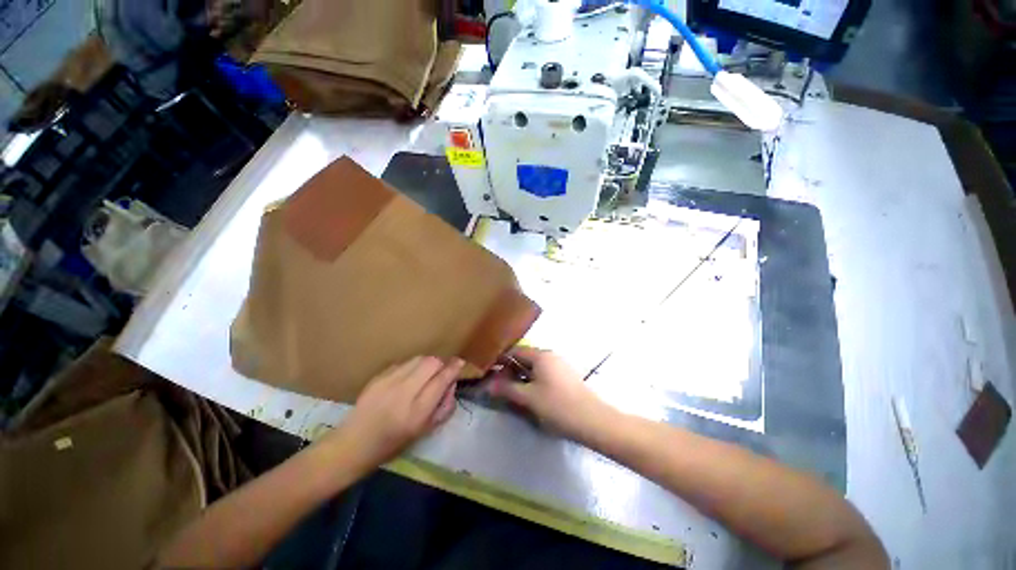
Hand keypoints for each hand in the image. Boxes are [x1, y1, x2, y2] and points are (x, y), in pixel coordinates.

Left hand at [332, 356, 462, 470]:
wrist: (352, 444)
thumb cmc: (392, 444)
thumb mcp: (424, 432)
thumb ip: (444, 407)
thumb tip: (452, 384)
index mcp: (417, 412)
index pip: (441, 380)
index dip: (453, 368)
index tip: (460, 363)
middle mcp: (403, 392)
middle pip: (431, 362)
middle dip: (440, 364)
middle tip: (440, 373)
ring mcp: (388, 382)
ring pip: (418, 358)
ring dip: (427, 363)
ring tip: (424, 375)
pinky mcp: (378, 376)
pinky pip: (404, 363)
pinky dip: (411, 367)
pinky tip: (407, 379)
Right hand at [488, 347, 614, 440]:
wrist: (592, 420)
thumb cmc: (558, 406)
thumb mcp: (529, 398)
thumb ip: (508, 389)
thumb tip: (489, 384)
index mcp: (541, 356)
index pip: (515, 351)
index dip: (500, 360)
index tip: (489, 371)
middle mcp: (551, 355)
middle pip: (525, 358)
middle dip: (511, 369)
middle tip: (498, 384)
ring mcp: (560, 365)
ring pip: (535, 367)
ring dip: (522, 376)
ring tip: (512, 390)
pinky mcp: (566, 376)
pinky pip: (544, 373)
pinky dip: (533, 380)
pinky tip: (530, 393)